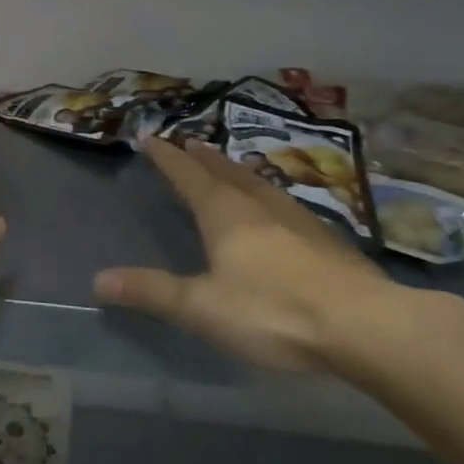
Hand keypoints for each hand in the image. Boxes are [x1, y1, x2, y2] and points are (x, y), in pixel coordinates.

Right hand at [94, 138, 391, 371]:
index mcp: (224, 213)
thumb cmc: (273, 310)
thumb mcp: (202, 307)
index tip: (150, 138)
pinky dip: (266, 193)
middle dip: (202, 158)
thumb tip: (98, 279)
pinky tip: (277, 207)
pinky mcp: (324, 239)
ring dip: (236, 170)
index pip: (187, 175)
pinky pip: (283, 202)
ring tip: (227, 164)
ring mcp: (296, 219)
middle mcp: (258, 205)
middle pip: (224, 171)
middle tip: (188, 142)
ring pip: (258, 183)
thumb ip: (152, 291)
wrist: (365, 325)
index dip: (166, 157)